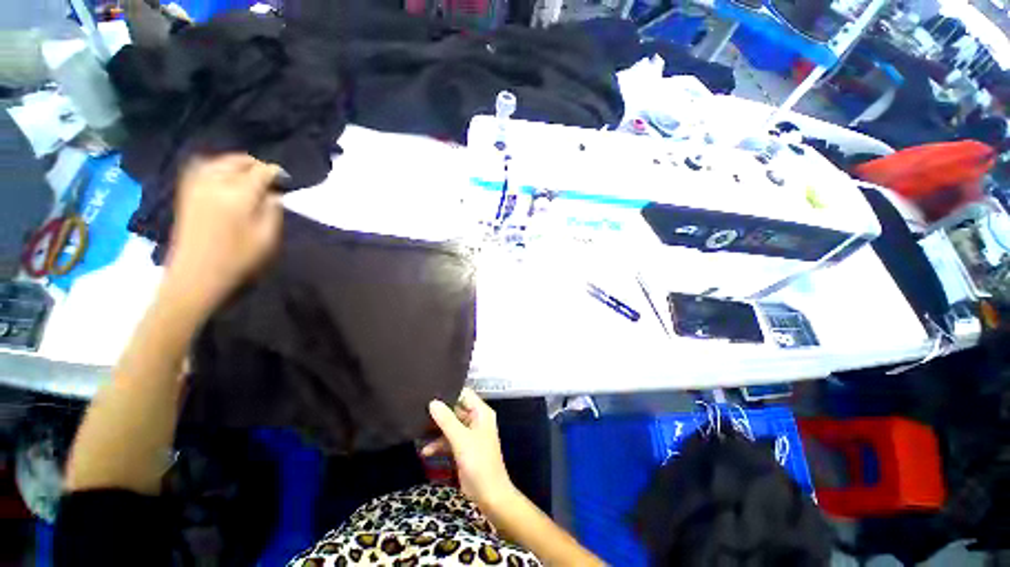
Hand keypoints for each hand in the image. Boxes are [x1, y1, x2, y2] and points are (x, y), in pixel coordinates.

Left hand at [165, 154, 282, 309]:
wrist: (196, 275)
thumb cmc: (238, 259)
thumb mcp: (267, 238)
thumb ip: (273, 211)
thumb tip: (274, 194)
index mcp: (238, 195)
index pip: (261, 172)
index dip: (276, 173)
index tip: (286, 180)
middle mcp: (215, 183)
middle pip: (238, 161)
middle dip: (256, 165)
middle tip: (269, 177)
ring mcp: (196, 186)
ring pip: (218, 161)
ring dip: (236, 164)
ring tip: (248, 174)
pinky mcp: (186, 193)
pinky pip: (201, 168)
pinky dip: (215, 166)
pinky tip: (224, 175)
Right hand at [424, 388, 516, 510]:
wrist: (489, 494)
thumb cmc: (478, 462)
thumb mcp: (461, 439)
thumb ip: (447, 420)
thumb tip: (432, 402)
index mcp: (481, 412)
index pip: (465, 394)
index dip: (450, 393)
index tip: (431, 392)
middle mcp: (476, 419)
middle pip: (456, 409)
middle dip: (440, 411)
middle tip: (419, 409)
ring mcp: (470, 434)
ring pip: (451, 425)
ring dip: (437, 429)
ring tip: (418, 428)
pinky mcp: (464, 447)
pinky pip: (450, 439)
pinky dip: (439, 443)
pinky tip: (425, 451)